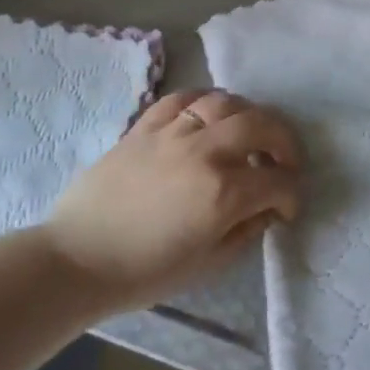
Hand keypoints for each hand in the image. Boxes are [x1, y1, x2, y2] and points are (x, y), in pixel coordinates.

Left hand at [45, 90, 302, 315]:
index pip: (278, 181)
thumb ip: (246, 230)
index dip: (292, 195)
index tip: (287, 208)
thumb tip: (267, 209)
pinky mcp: (145, 125)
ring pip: (226, 102)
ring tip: (249, 134)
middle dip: (284, 141)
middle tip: (284, 160)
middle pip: (261, 124)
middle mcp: (205, 151)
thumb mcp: (208, 264)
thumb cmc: (144, 272)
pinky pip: (183, 97)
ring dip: (248, 116)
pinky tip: (210, 114)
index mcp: (224, 192)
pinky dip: (205, 101)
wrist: (77, 259)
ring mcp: (173, 132)